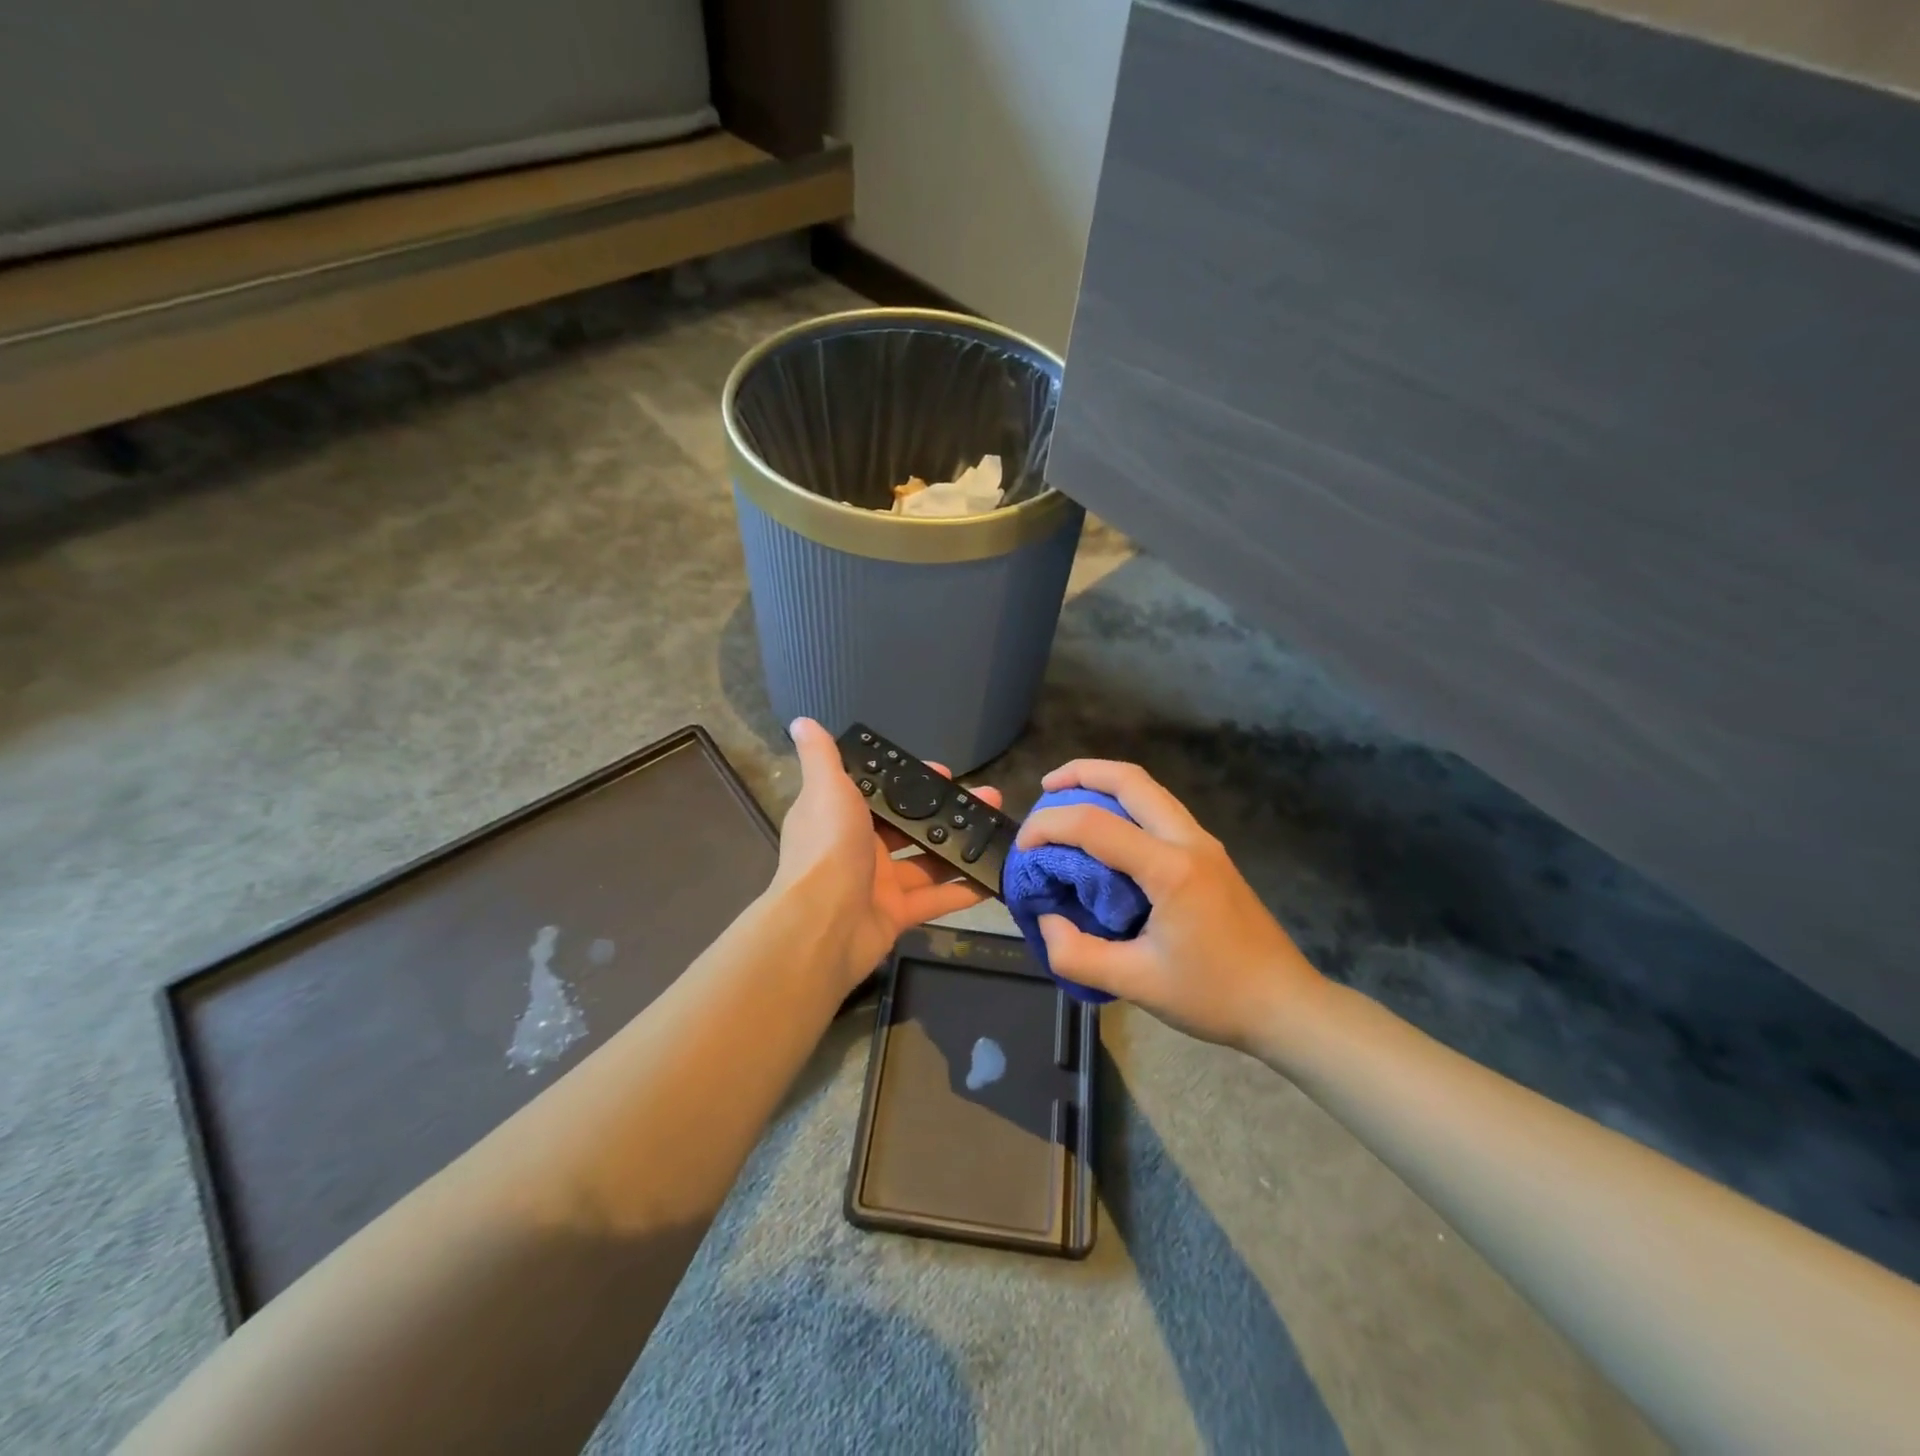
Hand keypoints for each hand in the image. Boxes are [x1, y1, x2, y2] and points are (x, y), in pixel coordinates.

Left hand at [774, 718, 1002, 992]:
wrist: (821, 925)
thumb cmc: (828, 849)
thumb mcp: (826, 790)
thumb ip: (821, 757)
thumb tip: (803, 721)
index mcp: (842, 816)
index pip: (882, 792)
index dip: (912, 782)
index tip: (945, 772)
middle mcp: (860, 847)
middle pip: (911, 825)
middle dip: (946, 812)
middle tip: (986, 798)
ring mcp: (880, 883)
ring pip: (928, 861)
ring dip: (961, 846)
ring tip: (998, 829)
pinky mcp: (897, 914)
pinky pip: (935, 899)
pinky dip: (963, 890)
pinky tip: (995, 876)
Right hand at [1015, 759, 1325, 1054]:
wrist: (1286, 1005)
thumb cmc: (1214, 995)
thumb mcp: (1137, 984)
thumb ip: (1078, 954)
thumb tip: (1046, 921)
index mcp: (1170, 869)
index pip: (1095, 825)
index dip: (1050, 826)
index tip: (1023, 847)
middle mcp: (1189, 841)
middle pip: (1131, 780)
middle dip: (1081, 772)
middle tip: (1045, 787)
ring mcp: (1204, 844)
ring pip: (1149, 789)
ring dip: (1105, 784)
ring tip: (1069, 800)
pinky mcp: (1210, 855)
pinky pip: (1160, 810)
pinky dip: (1125, 804)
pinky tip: (1107, 834)